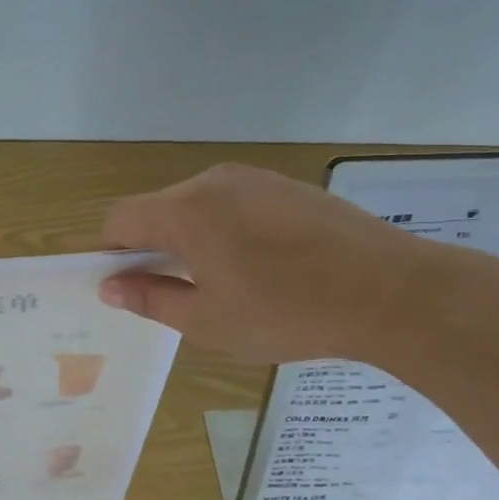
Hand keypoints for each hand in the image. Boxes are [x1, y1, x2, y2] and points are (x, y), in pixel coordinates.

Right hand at [98, 163, 440, 365]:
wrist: (389, 290)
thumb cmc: (286, 313)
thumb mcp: (207, 321)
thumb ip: (150, 298)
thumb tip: (109, 287)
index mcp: (184, 211)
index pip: (120, 220)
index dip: (112, 254)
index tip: (130, 288)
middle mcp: (212, 182)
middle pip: (158, 209)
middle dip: (153, 248)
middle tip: (179, 294)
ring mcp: (254, 178)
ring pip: (197, 205)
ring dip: (191, 238)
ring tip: (226, 282)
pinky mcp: (286, 185)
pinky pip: (234, 202)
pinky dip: (227, 229)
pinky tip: (262, 265)